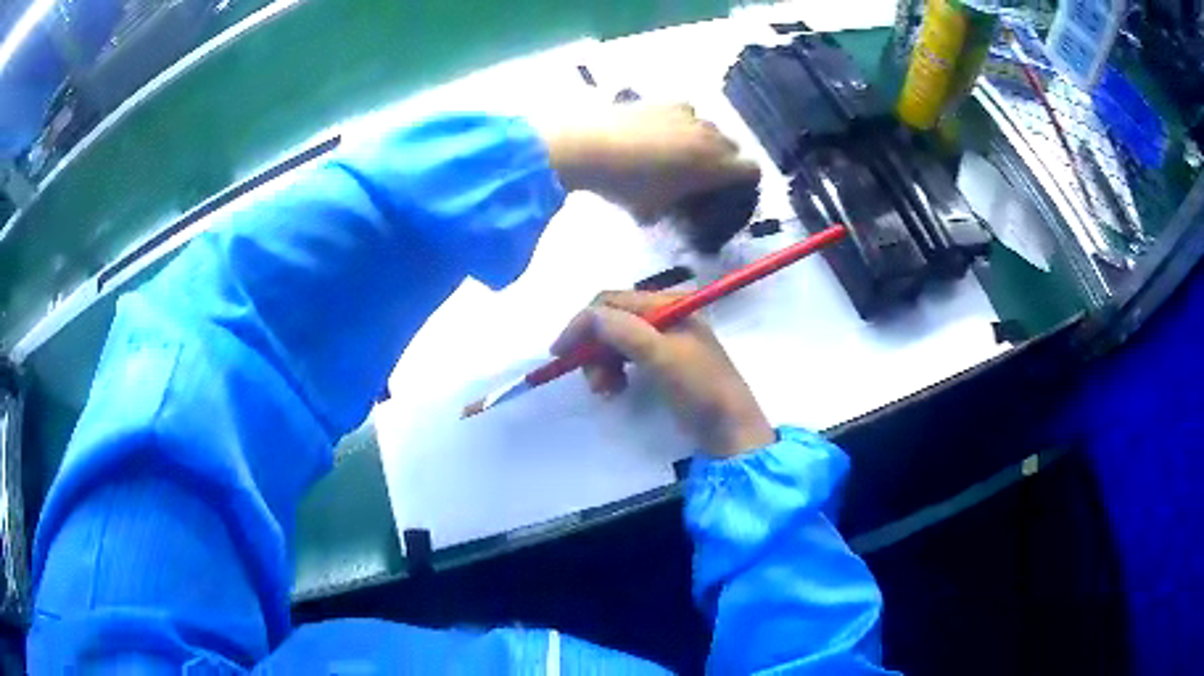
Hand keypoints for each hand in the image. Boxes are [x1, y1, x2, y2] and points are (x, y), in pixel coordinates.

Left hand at [538, 104, 759, 220]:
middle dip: (724, 161)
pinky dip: (681, 122)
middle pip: (733, 146)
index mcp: (714, 165)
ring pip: (710, 126)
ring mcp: (687, 114)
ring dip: (703, 140)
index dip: (746, 182)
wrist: (590, 146)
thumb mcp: (652, 212)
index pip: (752, 170)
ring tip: (678, 152)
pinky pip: (685, 112)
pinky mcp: (663, 100)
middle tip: (703, 175)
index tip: (731, 191)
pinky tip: (660, 131)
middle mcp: (709, 135)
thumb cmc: (627, 186)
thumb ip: (672, 211)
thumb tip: (670, 212)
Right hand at [551, 291, 773, 457]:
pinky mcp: (663, 362)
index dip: (583, 324)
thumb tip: (586, 318)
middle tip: (593, 383)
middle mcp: (665, 315)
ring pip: (615, 341)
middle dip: (594, 348)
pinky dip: (614, 371)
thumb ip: (623, 331)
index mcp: (668, 303)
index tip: (560, 354)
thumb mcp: (661, 356)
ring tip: (606, 391)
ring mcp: (665, 339)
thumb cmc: (699, 389)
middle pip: (611, 320)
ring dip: (602, 363)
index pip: (612, 302)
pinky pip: (626, 357)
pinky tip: (616, 389)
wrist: (730, 429)